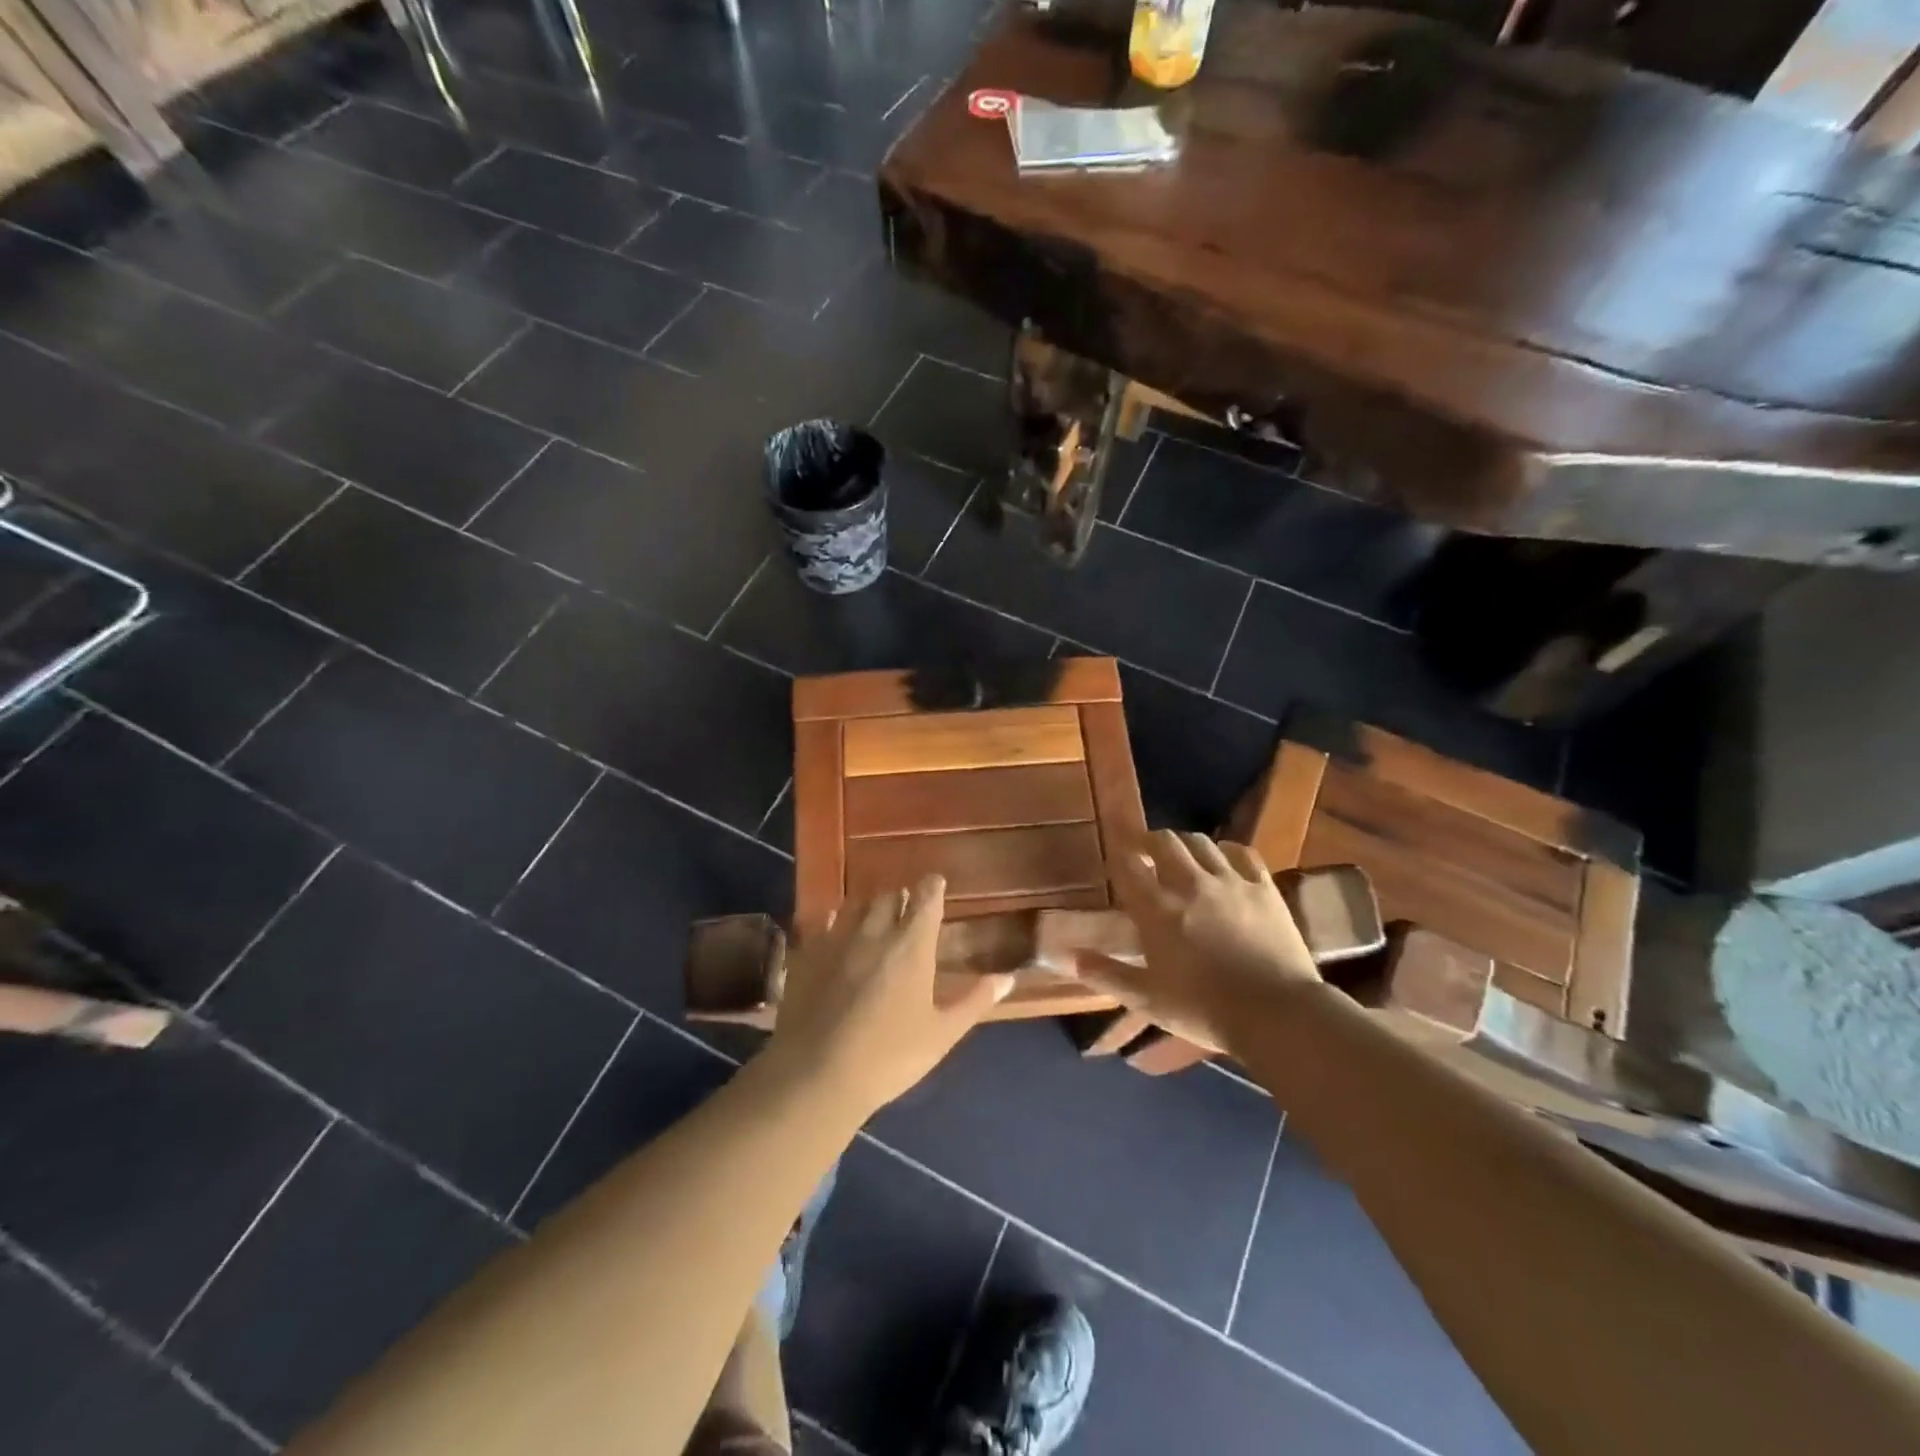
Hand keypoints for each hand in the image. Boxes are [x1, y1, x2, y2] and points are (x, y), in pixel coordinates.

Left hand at [761, 876, 1011, 1118]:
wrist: (816, 1075)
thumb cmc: (889, 1057)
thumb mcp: (941, 1034)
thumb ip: (975, 1001)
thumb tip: (1008, 977)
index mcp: (912, 946)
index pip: (926, 898)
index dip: (933, 886)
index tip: (937, 882)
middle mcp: (875, 931)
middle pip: (889, 896)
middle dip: (901, 896)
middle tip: (907, 907)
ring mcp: (837, 940)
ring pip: (856, 905)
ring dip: (869, 906)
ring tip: (875, 916)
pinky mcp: (807, 954)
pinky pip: (823, 923)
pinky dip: (835, 921)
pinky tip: (837, 931)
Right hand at [1077, 831, 1321, 1051]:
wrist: (1277, 1015)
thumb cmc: (1204, 1010)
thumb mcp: (1147, 1000)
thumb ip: (1106, 974)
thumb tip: (1068, 956)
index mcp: (1157, 909)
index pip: (1129, 865)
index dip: (1118, 856)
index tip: (1114, 859)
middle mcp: (1190, 884)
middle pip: (1165, 841)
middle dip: (1150, 841)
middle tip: (1145, 853)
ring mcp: (1230, 881)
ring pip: (1201, 842)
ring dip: (1185, 844)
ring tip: (1182, 857)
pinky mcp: (1264, 888)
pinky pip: (1242, 853)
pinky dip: (1227, 850)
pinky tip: (1224, 860)